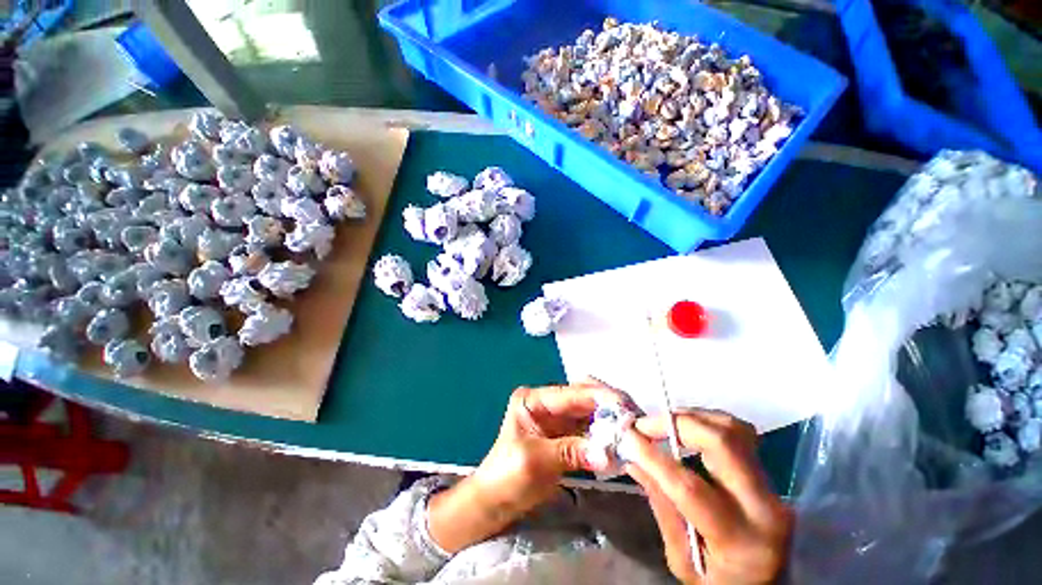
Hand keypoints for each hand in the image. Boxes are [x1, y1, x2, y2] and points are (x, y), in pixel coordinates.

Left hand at [428, 381, 624, 552]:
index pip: (570, 393)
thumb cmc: (506, 476)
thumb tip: (606, 454)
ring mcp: (558, 419)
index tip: (623, 405)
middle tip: (634, 417)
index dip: (597, 396)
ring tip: (634, 429)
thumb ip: (570, 452)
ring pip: (590, 414)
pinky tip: (620, 443)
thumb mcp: (534, 461)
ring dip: (610, 422)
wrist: (495, 502)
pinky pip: (590, 432)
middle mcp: (547, 404)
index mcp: (533, 400)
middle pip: (583, 399)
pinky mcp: (566, 436)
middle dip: (608, 406)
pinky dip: (604, 437)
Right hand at [623, 411, 792, 584]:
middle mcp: (763, 506)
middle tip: (644, 424)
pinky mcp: (769, 472)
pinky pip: (739, 432)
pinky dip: (707, 421)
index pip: (690, 487)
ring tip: (663, 424)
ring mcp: (772, 485)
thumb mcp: (683, 562)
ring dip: (691, 417)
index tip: (627, 437)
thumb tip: (633, 461)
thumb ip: (661, 507)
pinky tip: (688, 428)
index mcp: (738, 540)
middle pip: (721, 443)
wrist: (771, 584)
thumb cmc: (721, 582)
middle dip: (676, 424)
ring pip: (733, 429)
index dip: (654, 457)